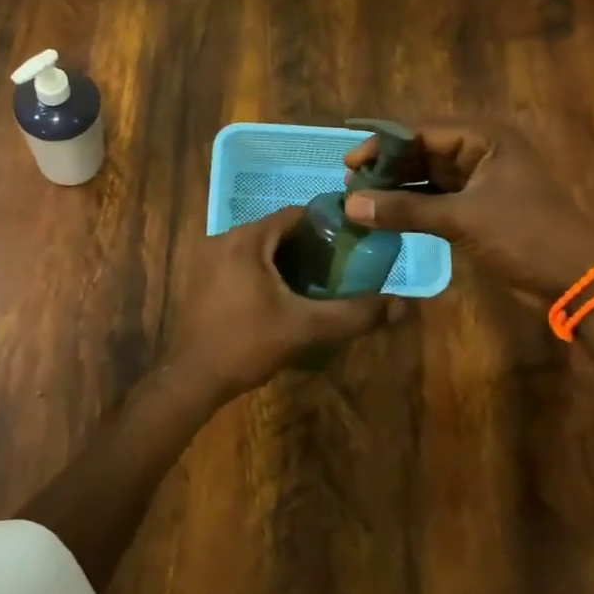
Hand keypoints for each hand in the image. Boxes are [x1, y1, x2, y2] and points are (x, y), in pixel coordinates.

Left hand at [164, 207, 397, 397]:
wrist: (193, 378)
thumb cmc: (247, 344)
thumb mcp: (306, 328)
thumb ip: (354, 314)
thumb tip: (401, 305)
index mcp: (246, 239)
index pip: (295, 215)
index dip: (327, 226)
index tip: (352, 244)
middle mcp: (224, 239)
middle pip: (277, 231)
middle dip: (309, 247)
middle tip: (338, 269)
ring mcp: (208, 259)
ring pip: (259, 249)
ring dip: (286, 261)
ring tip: (316, 285)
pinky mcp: (202, 279)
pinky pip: (242, 263)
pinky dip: (264, 272)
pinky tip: (282, 299)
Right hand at [342, 120, 593, 298]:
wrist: (579, 280)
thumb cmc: (526, 235)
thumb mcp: (463, 219)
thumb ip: (405, 210)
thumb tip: (350, 205)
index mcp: (485, 138)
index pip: (421, 132)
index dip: (383, 145)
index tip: (349, 162)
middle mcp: (481, 152)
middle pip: (422, 153)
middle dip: (387, 167)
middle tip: (350, 184)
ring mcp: (480, 181)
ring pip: (427, 178)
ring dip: (396, 189)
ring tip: (359, 200)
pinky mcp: (478, 209)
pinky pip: (435, 200)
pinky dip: (411, 208)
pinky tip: (383, 216)